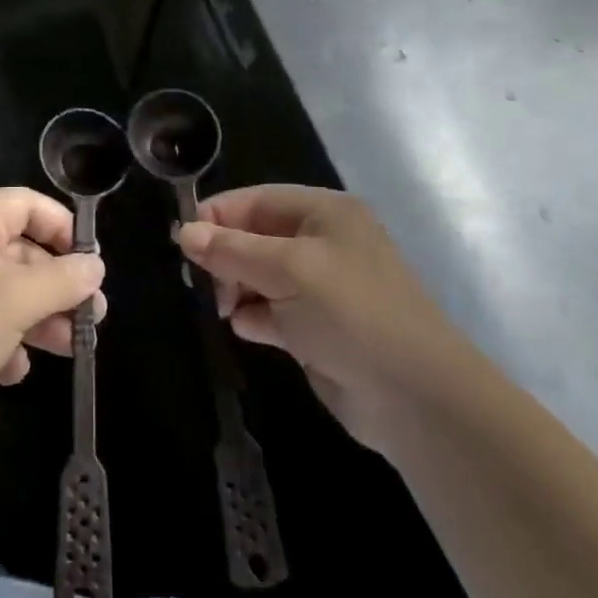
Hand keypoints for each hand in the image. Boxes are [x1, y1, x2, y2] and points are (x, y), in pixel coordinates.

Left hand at [0, 188, 106, 460]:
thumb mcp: (16, 300)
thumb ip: (63, 279)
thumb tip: (96, 265)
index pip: (25, 204)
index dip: (62, 228)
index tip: (91, 262)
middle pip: (21, 251)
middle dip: (58, 284)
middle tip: (93, 316)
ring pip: (8, 292)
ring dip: (41, 317)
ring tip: (73, 347)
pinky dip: (5, 342)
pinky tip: (13, 370)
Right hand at [177, 186, 466, 457]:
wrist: (414, 397)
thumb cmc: (350, 312)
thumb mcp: (287, 270)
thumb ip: (232, 250)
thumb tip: (184, 232)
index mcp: (324, 213)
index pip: (256, 200)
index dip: (217, 216)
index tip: (182, 240)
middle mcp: (323, 243)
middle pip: (255, 237)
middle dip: (226, 256)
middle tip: (202, 282)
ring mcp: (321, 287)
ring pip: (260, 275)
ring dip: (236, 287)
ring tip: (222, 307)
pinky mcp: (317, 328)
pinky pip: (272, 311)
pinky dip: (254, 316)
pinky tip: (244, 328)